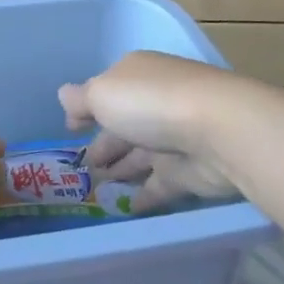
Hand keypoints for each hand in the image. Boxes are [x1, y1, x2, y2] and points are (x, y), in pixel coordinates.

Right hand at [59, 51, 246, 210]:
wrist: (219, 132)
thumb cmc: (151, 103)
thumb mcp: (102, 94)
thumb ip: (80, 99)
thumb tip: (64, 96)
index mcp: (136, 76)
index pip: (106, 90)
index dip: (87, 108)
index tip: (71, 129)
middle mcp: (156, 102)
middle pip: (123, 124)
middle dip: (103, 143)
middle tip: (82, 166)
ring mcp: (174, 137)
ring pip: (140, 154)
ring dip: (120, 168)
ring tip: (97, 186)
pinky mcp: (188, 171)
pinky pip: (160, 184)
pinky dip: (143, 194)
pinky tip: (125, 207)